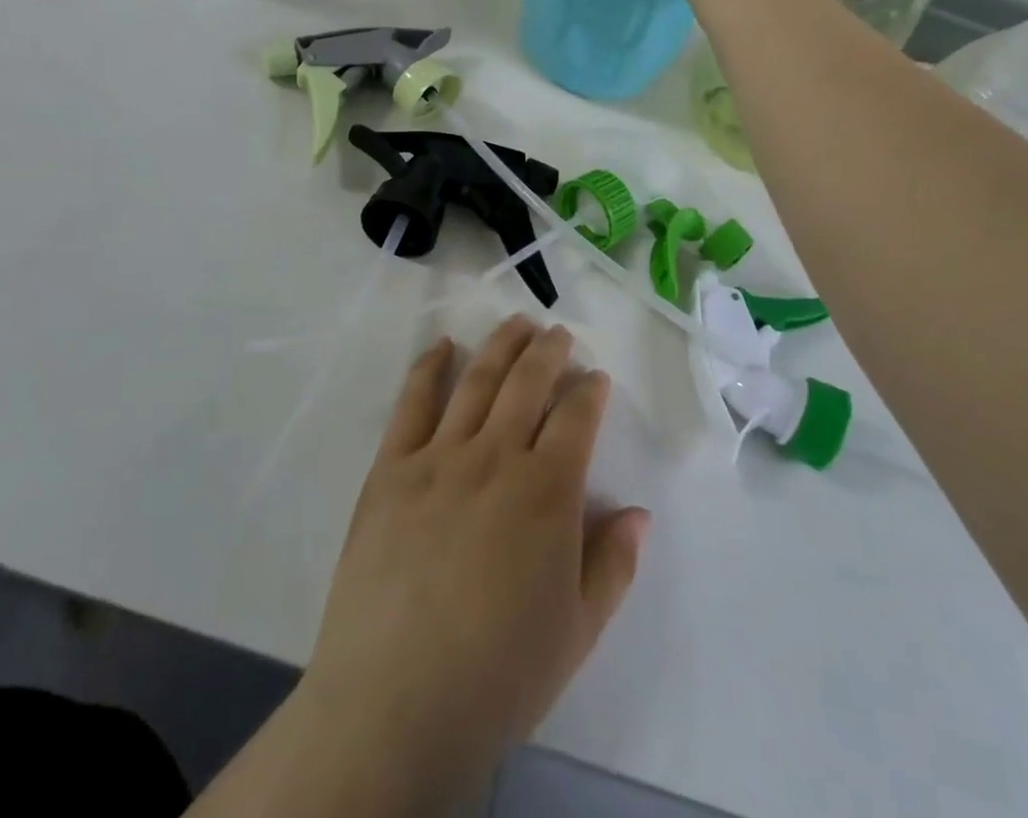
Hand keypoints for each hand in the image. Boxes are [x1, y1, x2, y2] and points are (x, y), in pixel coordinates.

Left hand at [299, 318, 650, 789]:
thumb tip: (636, 512)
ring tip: (516, 323)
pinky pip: (413, 402)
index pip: (576, 418)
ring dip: (501, 345)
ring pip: (477, 380)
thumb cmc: (499, 674)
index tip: (595, 376)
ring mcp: (439, 456)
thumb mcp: (578, 631)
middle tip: (558, 333)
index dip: (589, 390)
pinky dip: (429, 366)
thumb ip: (613, 564)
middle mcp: (496, 457)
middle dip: (549, 350)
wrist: (395, 703)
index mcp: (547, 492)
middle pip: (528, 383)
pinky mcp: (391, 467)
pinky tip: (442, 346)